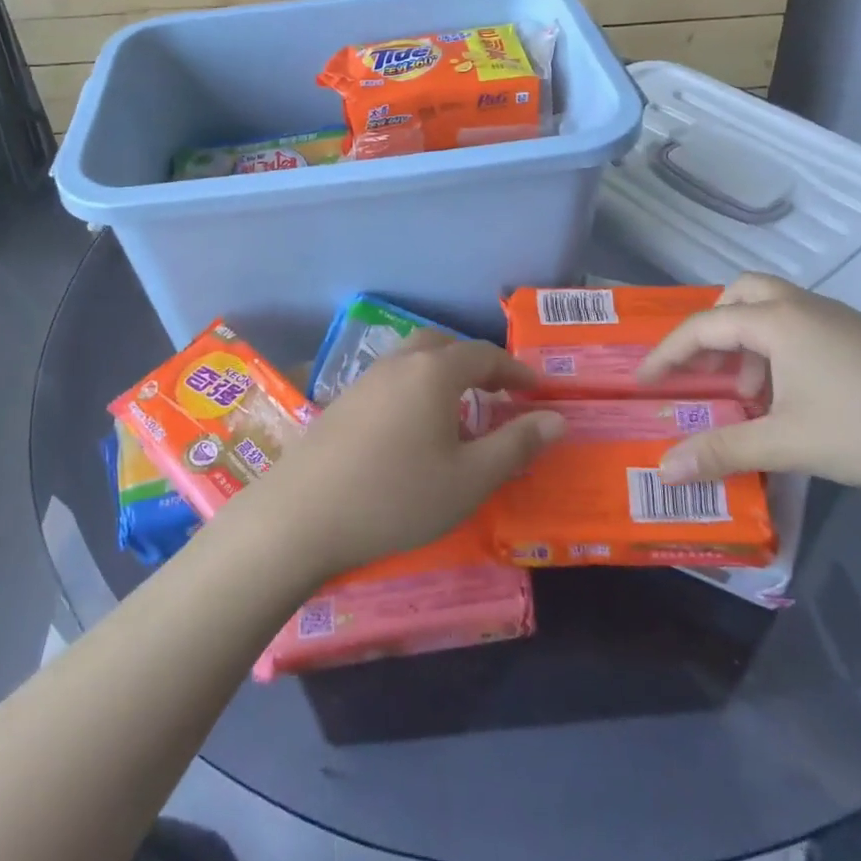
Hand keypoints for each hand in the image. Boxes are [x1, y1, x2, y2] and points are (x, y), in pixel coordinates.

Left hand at [235, 332, 565, 579]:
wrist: (303, 515)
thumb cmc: (397, 496)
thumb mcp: (469, 479)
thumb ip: (516, 445)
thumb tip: (557, 418)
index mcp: (434, 372)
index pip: (484, 354)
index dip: (514, 369)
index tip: (535, 390)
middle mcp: (399, 363)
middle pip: (444, 345)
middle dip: (475, 362)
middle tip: (497, 392)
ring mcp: (364, 380)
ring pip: (413, 359)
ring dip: (442, 373)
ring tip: (458, 410)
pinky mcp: (342, 401)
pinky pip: (390, 379)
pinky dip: (414, 388)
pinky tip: (412, 427)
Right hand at [642, 274, 860, 501]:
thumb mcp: (787, 444)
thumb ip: (721, 452)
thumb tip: (664, 470)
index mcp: (778, 322)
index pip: (703, 326)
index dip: (667, 353)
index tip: (644, 382)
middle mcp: (804, 307)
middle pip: (740, 295)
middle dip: (711, 328)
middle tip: (703, 369)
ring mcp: (839, 319)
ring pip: (773, 309)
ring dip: (747, 341)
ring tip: (747, 393)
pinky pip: (800, 326)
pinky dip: (777, 349)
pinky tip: (791, 396)